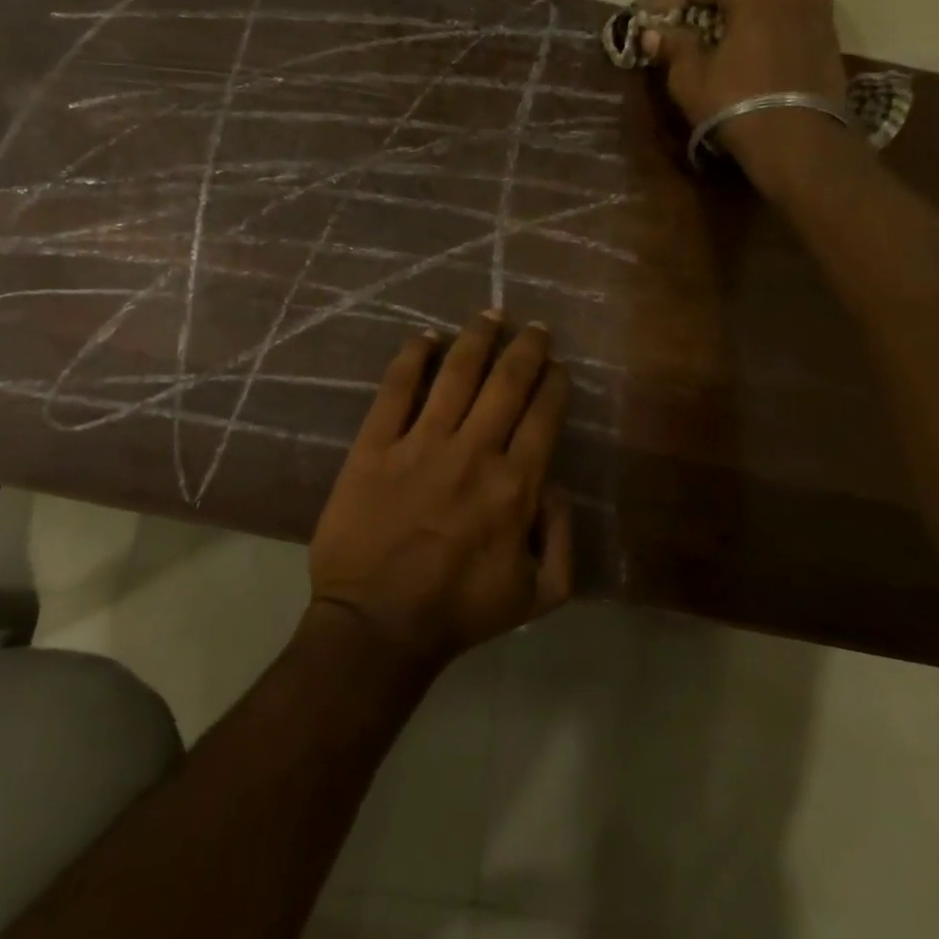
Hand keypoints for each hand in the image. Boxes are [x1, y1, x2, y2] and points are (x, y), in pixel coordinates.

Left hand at [308, 312, 572, 668]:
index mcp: (516, 486)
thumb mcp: (538, 594)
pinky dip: (412, 357)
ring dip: (477, 338)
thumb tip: (557, 483)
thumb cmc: (459, 611)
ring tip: (491, 314)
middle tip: (533, 326)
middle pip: (507, 383)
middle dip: (526, 347)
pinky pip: (396, 389)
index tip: (557, 365)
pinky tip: (425, 337)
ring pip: (456, 374)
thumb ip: (563, 537)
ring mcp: (420, 443)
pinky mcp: (375, 445)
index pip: (544, 415)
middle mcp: (473, 452)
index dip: (554, 383)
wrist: (377, 624)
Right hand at [637, 0, 849, 196]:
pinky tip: (754, 44)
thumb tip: (654, 32)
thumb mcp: (690, 78)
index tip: (648, 20)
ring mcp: (816, 8)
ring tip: (725, 27)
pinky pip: (793, 11)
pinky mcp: (827, 35)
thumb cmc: (737, 104)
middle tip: (685, 17)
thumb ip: (674, 46)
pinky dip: (769, 18)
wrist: (799, 142)